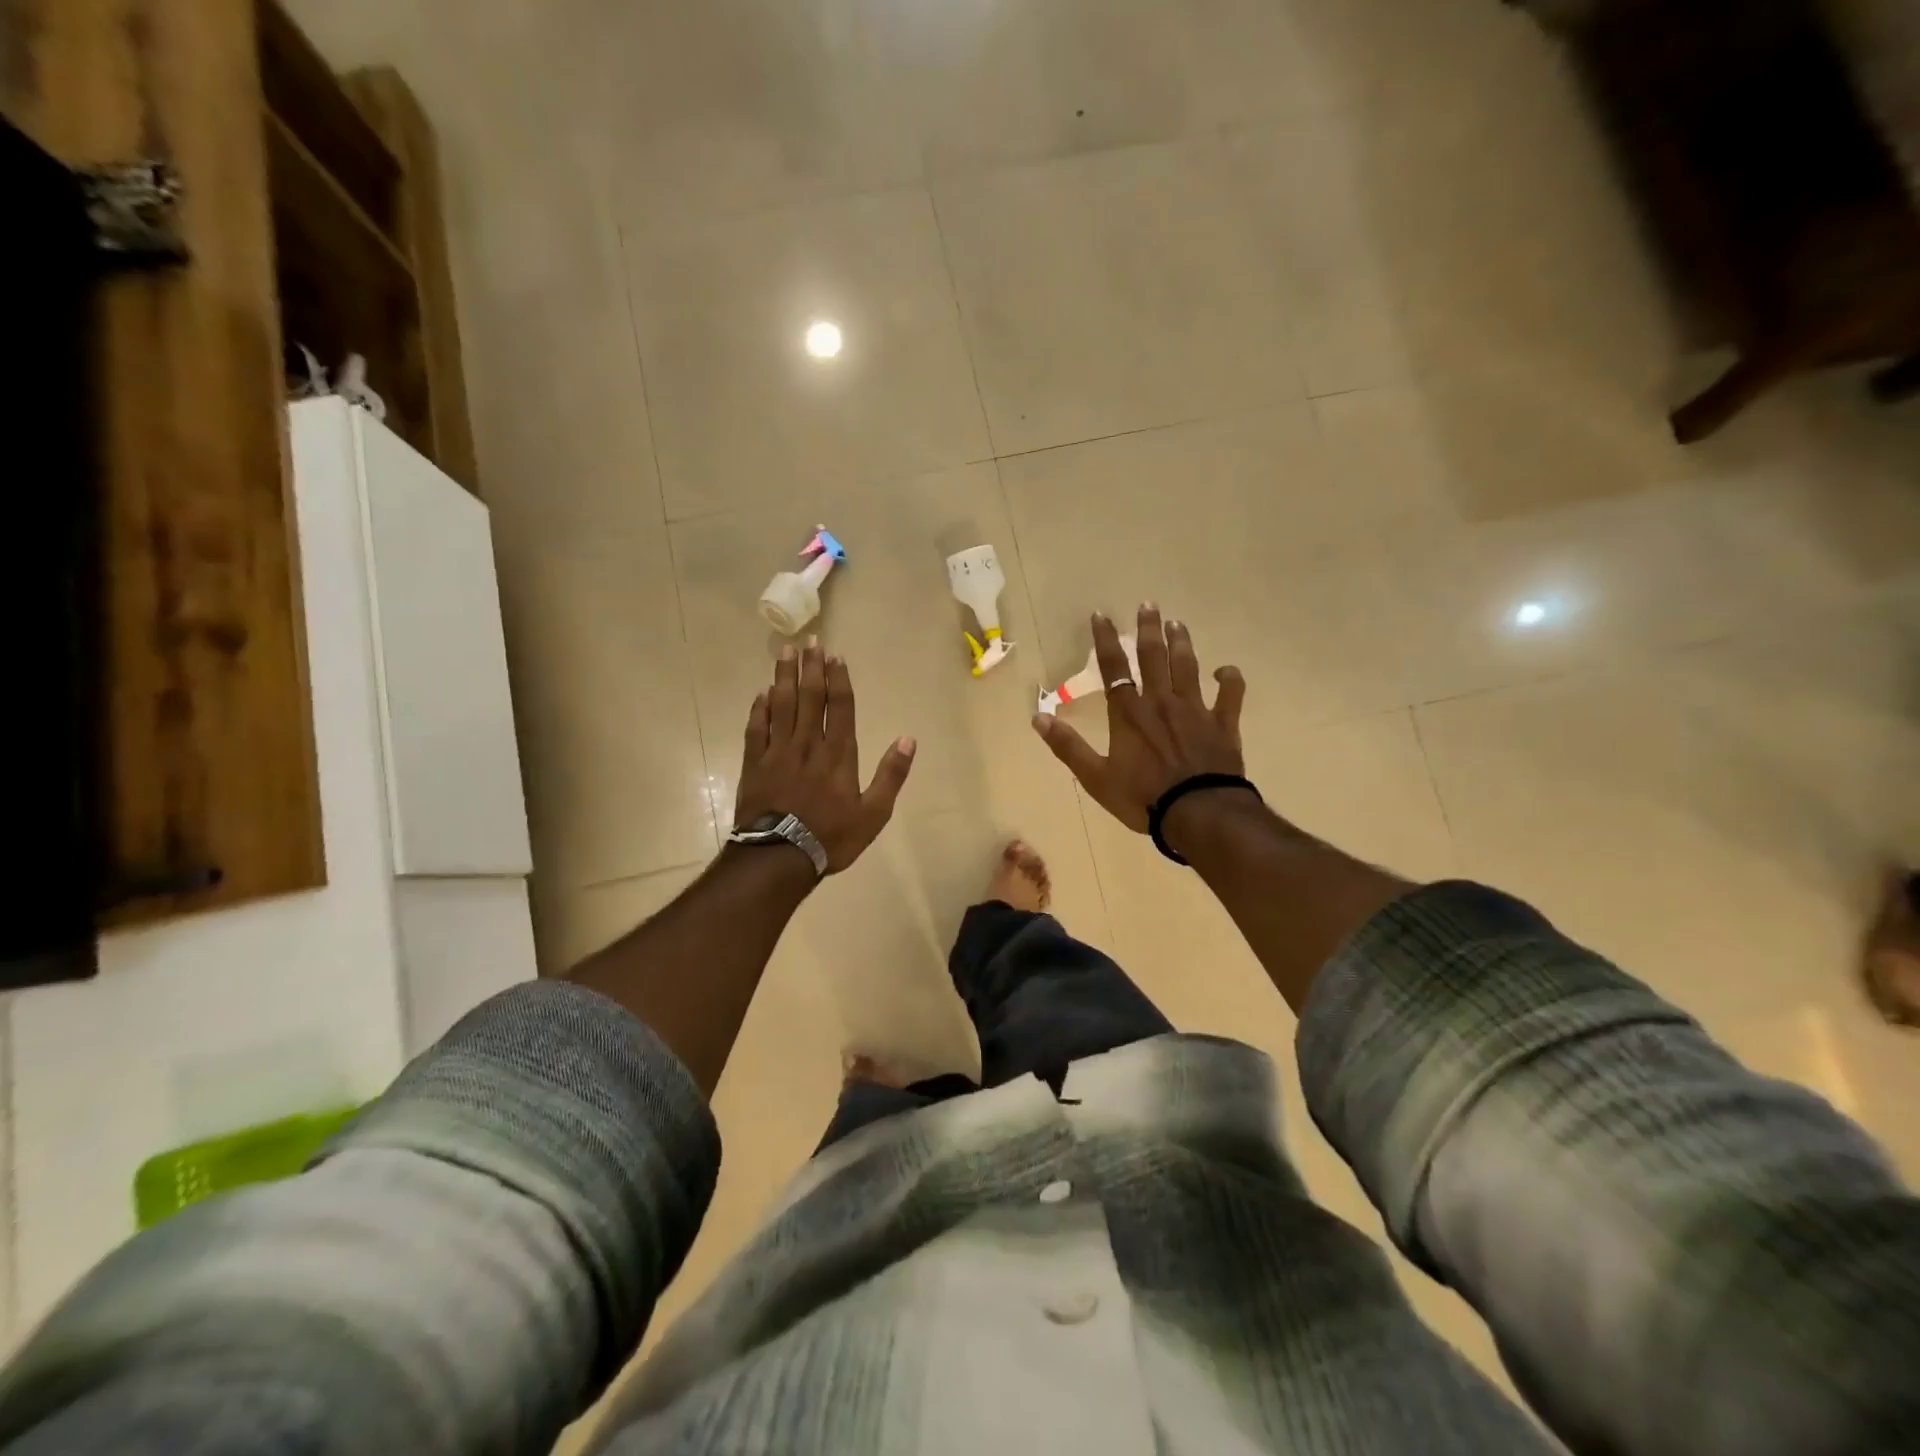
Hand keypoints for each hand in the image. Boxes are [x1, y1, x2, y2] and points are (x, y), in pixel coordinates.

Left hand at [735, 639, 915, 872]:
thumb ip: (891, 775)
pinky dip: (759, 708)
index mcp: (838, 754)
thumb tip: (908, 739)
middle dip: (811, 667)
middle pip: (809, 696)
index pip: (839, 706)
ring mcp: (777, 751)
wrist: (779, 857)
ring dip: (783, 676)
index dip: (838, 679)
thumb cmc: (831, 837)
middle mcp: (808, 744)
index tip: (835, 656)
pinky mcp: (754, 763)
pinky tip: (762, 693)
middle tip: (810, 640)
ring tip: (785, 652)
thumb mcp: (874, 813)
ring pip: (781, 704)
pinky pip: (756, 728)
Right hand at [1032, 605, 1246, 832]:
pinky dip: (1230, 680)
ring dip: (1182, 644)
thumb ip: (1068, 746)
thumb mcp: (1096, 777)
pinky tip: (1226, 670)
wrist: (1199, 813)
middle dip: (1148, 629)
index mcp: (1128, 713)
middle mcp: (1161, 702)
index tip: (1102, 614)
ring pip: (1188, 667)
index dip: (1105, 640)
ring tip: (1178, 624)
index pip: (1113, 668)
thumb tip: (1037, 718)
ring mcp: (1195, 710)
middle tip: (1149, 605)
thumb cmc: (1143, 797)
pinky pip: (1230, 696)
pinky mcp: (1223, 725)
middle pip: (1153, 657)